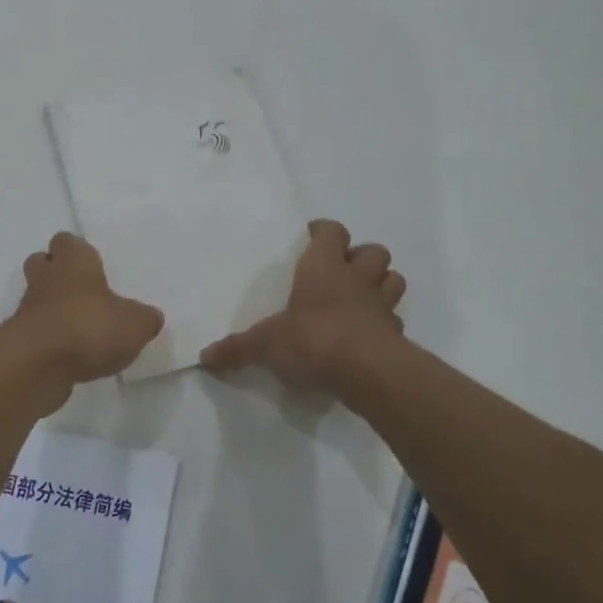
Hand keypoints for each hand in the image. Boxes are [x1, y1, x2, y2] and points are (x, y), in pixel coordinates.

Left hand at [11, 232, 164, 383]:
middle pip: (42, 263)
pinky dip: (49, 340)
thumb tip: (149, 317)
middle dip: (57, 273)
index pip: (67, 241)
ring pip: (37, 298)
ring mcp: (27, 309)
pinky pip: (35, 332)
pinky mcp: (19, 340)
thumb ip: (144, 318)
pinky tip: (71, 356)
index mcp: (74, 262)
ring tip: (81, 329)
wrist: (36, 365)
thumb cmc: (89, 327)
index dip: (77, 251)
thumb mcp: (135, 324)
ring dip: (53, 309)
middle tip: (82, 292)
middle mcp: (46, 278)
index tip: (93, 266)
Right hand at [200, 219, 404, 391]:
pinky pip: (395, 320)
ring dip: (382, 283)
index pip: (332, 233)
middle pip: (374, 251)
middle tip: (344, 268)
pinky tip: (370, 335)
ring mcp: (381, 306)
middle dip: (362, 256)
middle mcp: (356, 279)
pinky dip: (386, 323)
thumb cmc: (312, 339)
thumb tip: (205, 358)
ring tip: (363, 295)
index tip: (315, 232)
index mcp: (324, 268)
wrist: (367, 371)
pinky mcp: (396, 335)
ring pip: (393, 279)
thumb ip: (238, 349)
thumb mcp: (266, 344)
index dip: (325, 230)